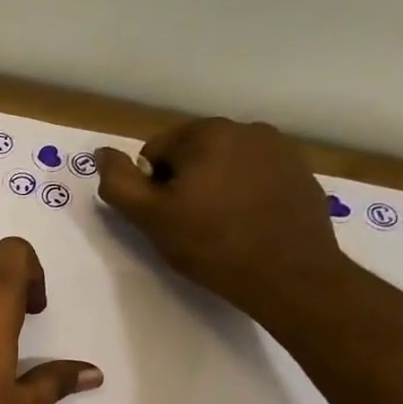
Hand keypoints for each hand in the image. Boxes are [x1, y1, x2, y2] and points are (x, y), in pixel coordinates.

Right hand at [95, 118, 348, 320]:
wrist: (290, 275)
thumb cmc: (212, 245)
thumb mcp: (150, 218)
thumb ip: (118, 183)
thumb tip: (102, 153)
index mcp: (206, 133)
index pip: (155, 151)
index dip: (152, 187)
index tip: (166, 216)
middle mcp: (246, 128)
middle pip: (192, 153)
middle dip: (185, 182)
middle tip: (191, 224)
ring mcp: (279, 148)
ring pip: (224, 163)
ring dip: (215, 186)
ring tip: (221, 225)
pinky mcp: (300, 171)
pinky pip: (255, 175)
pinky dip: (245, 193)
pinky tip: (249, 223)